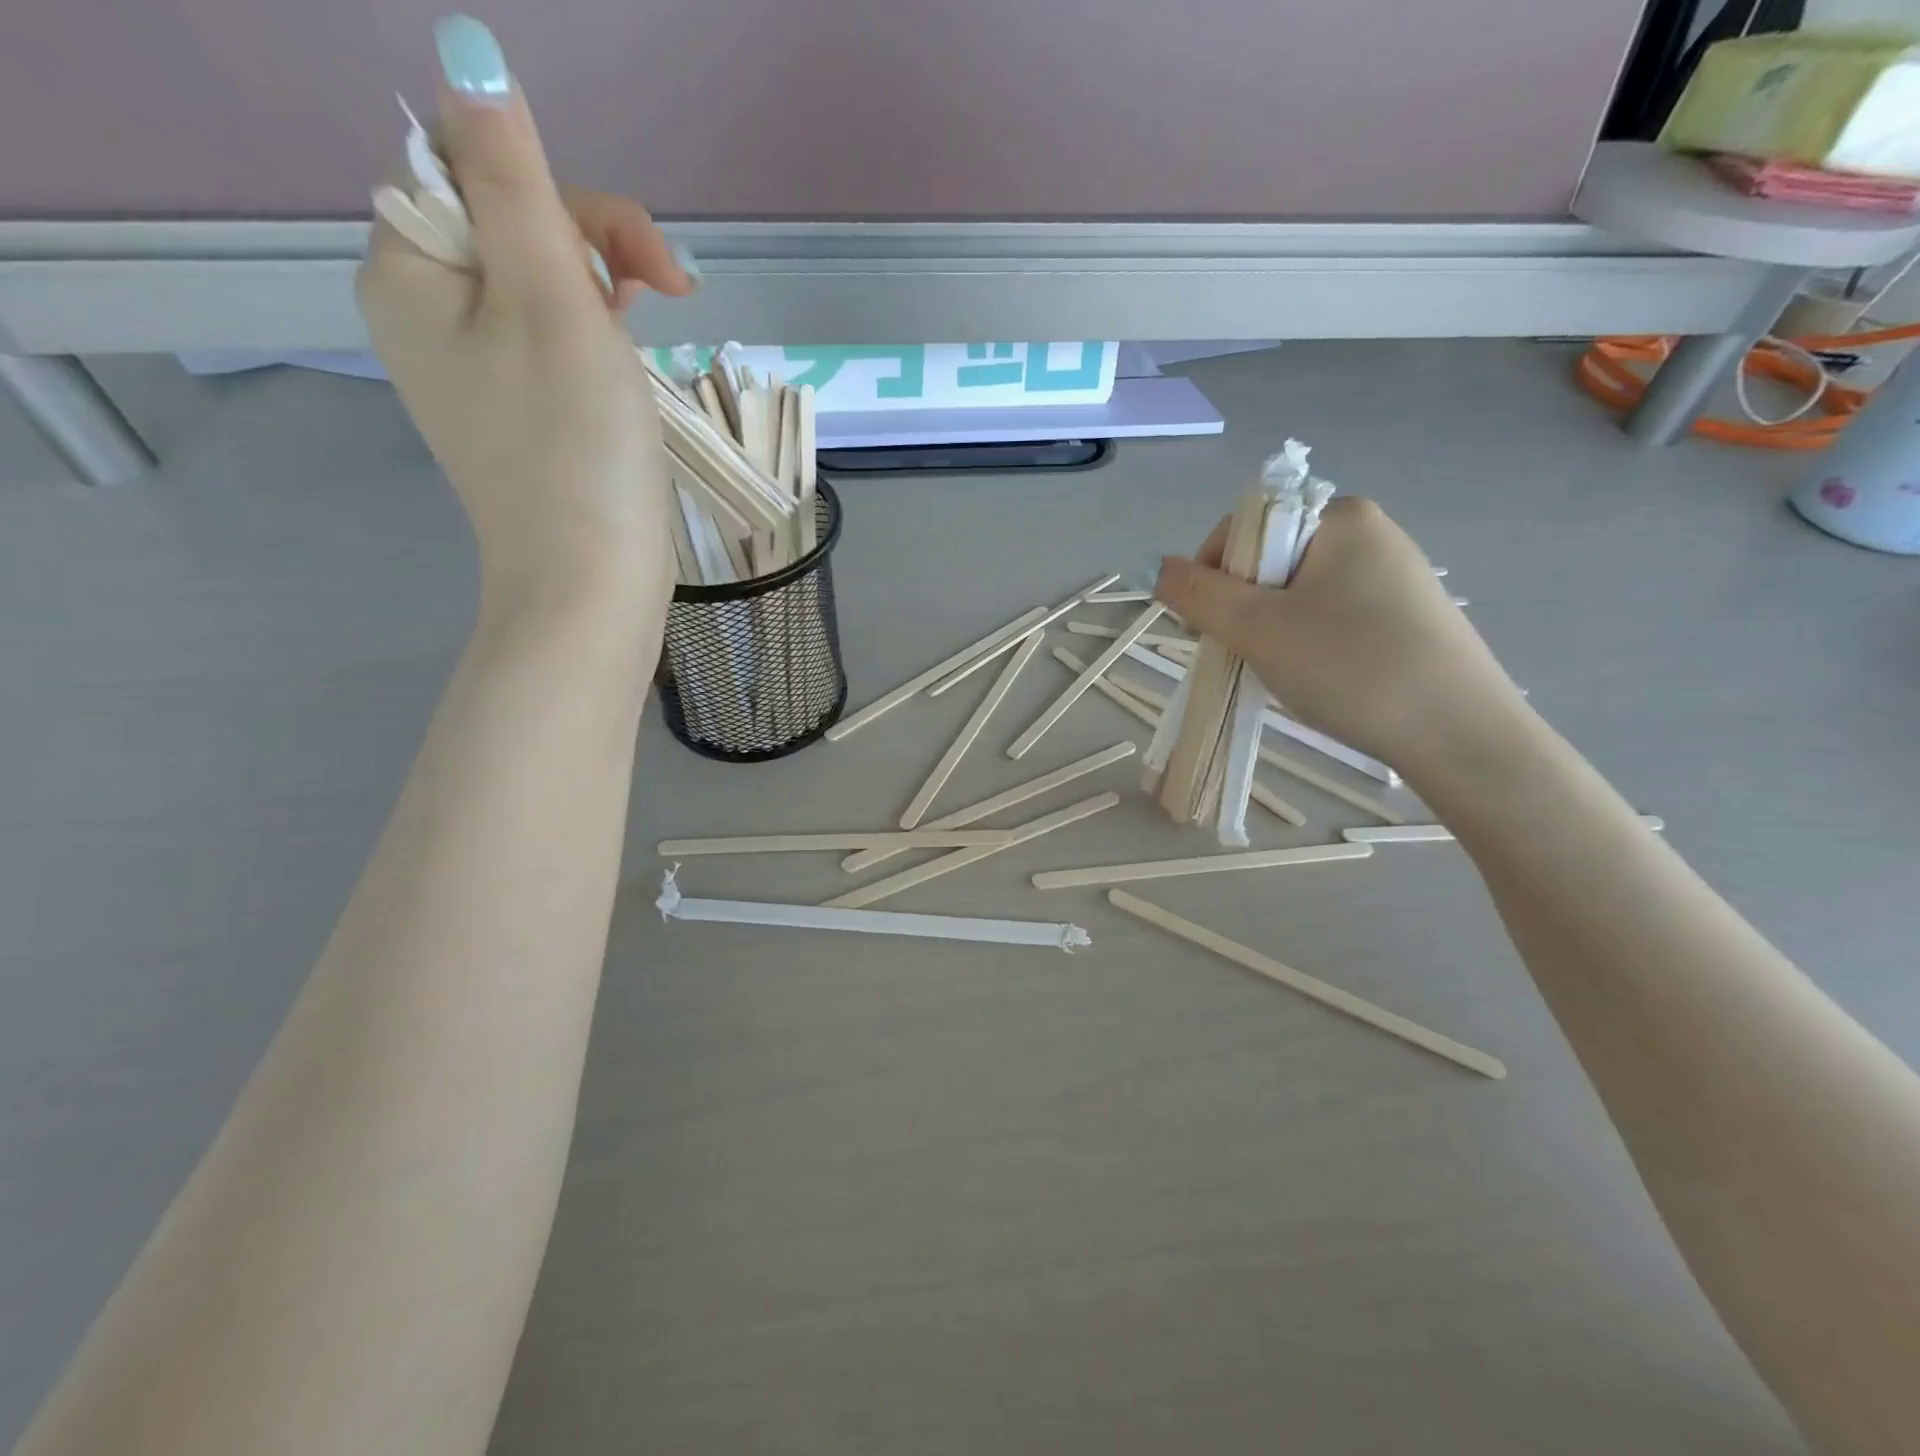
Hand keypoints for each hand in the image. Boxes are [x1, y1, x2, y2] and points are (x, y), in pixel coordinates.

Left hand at [356, 16, 696, 622]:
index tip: (640, 266)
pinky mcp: (519, 415)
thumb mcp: (552, 301)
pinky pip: (551, 345)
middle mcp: (427, 315)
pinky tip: (629, 366)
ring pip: (540, 287)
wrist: (589, 582)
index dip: (566, 202)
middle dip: (594, 250)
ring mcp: (474, 372)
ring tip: (652, 333)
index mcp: (409, 271)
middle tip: (671, 295)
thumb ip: (516, 178)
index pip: (479, 175)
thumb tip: (469, 52)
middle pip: (512, 228)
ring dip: (603, 295)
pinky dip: (596, 342)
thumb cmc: (577, 448)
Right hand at [1155, 497, 1529, 777]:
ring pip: (1296, 594)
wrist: (1459, 735)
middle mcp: (1370, 532)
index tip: (1207, 628)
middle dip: (1241, 608)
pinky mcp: (1406, 615)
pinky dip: (1306, 642)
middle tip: (1243, 655)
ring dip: (1270, 630)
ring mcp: (1393, 574)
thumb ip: (1198, 593)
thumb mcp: (1257, 629)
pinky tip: (1318, 677)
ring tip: (1280, 672)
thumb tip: (1159, 568)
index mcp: (1339, 516)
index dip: (1211, 576)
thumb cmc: (1350, 668)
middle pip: (1268, 561)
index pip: (1244, 528)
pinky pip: (1330, 615)